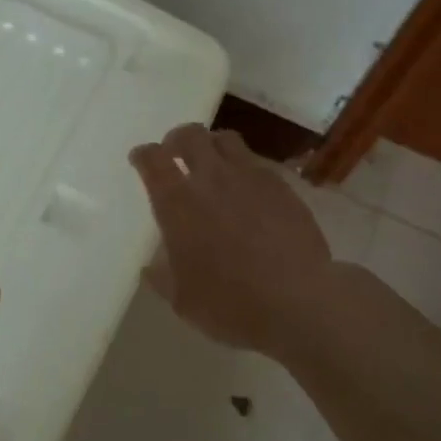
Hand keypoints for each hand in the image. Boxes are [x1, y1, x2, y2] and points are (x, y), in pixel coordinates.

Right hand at [129, 124, 334, 353]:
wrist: (299, 302)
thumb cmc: (232, 304)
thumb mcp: (184, 301)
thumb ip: (163, 278)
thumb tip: (151, 267)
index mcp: (177, 202)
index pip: (153, 160)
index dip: (144, 155)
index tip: (140, 159)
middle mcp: (210, 178)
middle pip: (189, 136)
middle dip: (177, 140)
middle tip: (176, 154)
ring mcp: (249, 177)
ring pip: (225, 139)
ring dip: (212, 145)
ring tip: (213, 163)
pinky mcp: (281, 185)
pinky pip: (256, 162)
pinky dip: (244, 167)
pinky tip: (248, 188)